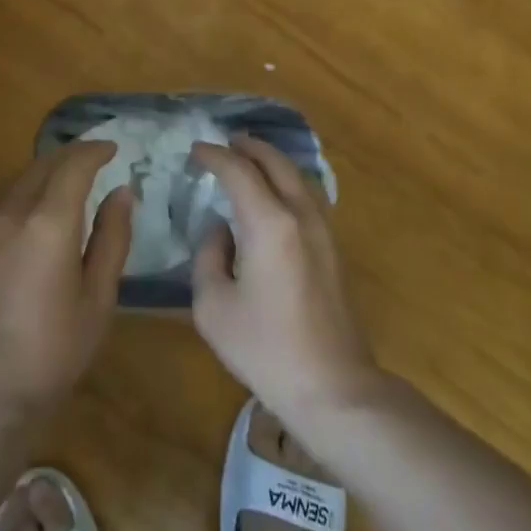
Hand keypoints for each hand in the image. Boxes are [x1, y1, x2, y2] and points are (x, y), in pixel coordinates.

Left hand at [0, 141, 131, 423]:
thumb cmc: (54, 352)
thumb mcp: (98, 299)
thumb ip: (111, 238)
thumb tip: (121, 193)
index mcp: (47, 223)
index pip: (73, 165)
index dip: (94, 150)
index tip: (112, 149)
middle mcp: (9, 214)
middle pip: (40, 165)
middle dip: (69, 157)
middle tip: (92, 162)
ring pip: (12, 181)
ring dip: (40, 173)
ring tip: (61, 184)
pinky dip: (17, 197)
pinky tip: (27, 220)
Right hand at [191, 137, 382, 431]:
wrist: (333, 387)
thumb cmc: (265, 348)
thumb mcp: (213, 306)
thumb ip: (209, 256)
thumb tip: (221, 231)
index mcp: (269, 223)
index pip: (239, 171)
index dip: (215, 155)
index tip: (196, 150)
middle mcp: (300, 215)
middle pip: (276, 163)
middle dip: (249, 147)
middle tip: (225, 142)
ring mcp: (324, 230)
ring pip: (299, 176)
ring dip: (272, 161)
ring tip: (250, 159)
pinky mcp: (334, 249)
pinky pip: (309, 196)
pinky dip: (288, 181)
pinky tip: (275, 194)